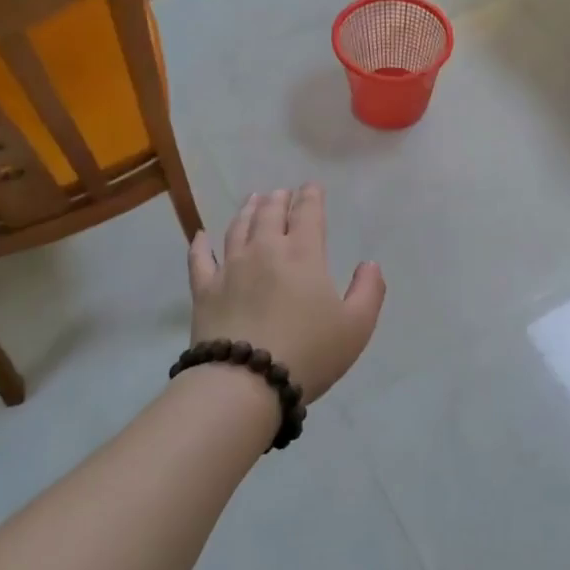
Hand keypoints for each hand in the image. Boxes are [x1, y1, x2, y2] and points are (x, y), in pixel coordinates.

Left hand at [188, 185, 385, 404]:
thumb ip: (369, 290)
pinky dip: (201, 243)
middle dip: (279, 199)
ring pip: (237, 228)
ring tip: (252, 200)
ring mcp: (230, 268)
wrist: (245, 383)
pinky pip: (200, 258)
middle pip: (270, 213)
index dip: (311, 196)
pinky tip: (201, 235)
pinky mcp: (204, 290)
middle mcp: (264, 250)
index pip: (308, 213)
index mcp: (303, 254)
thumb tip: (369, 264)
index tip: (312, 186)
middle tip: (282, 192)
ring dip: (247, 210)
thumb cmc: (309, 353)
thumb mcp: (356, 326)